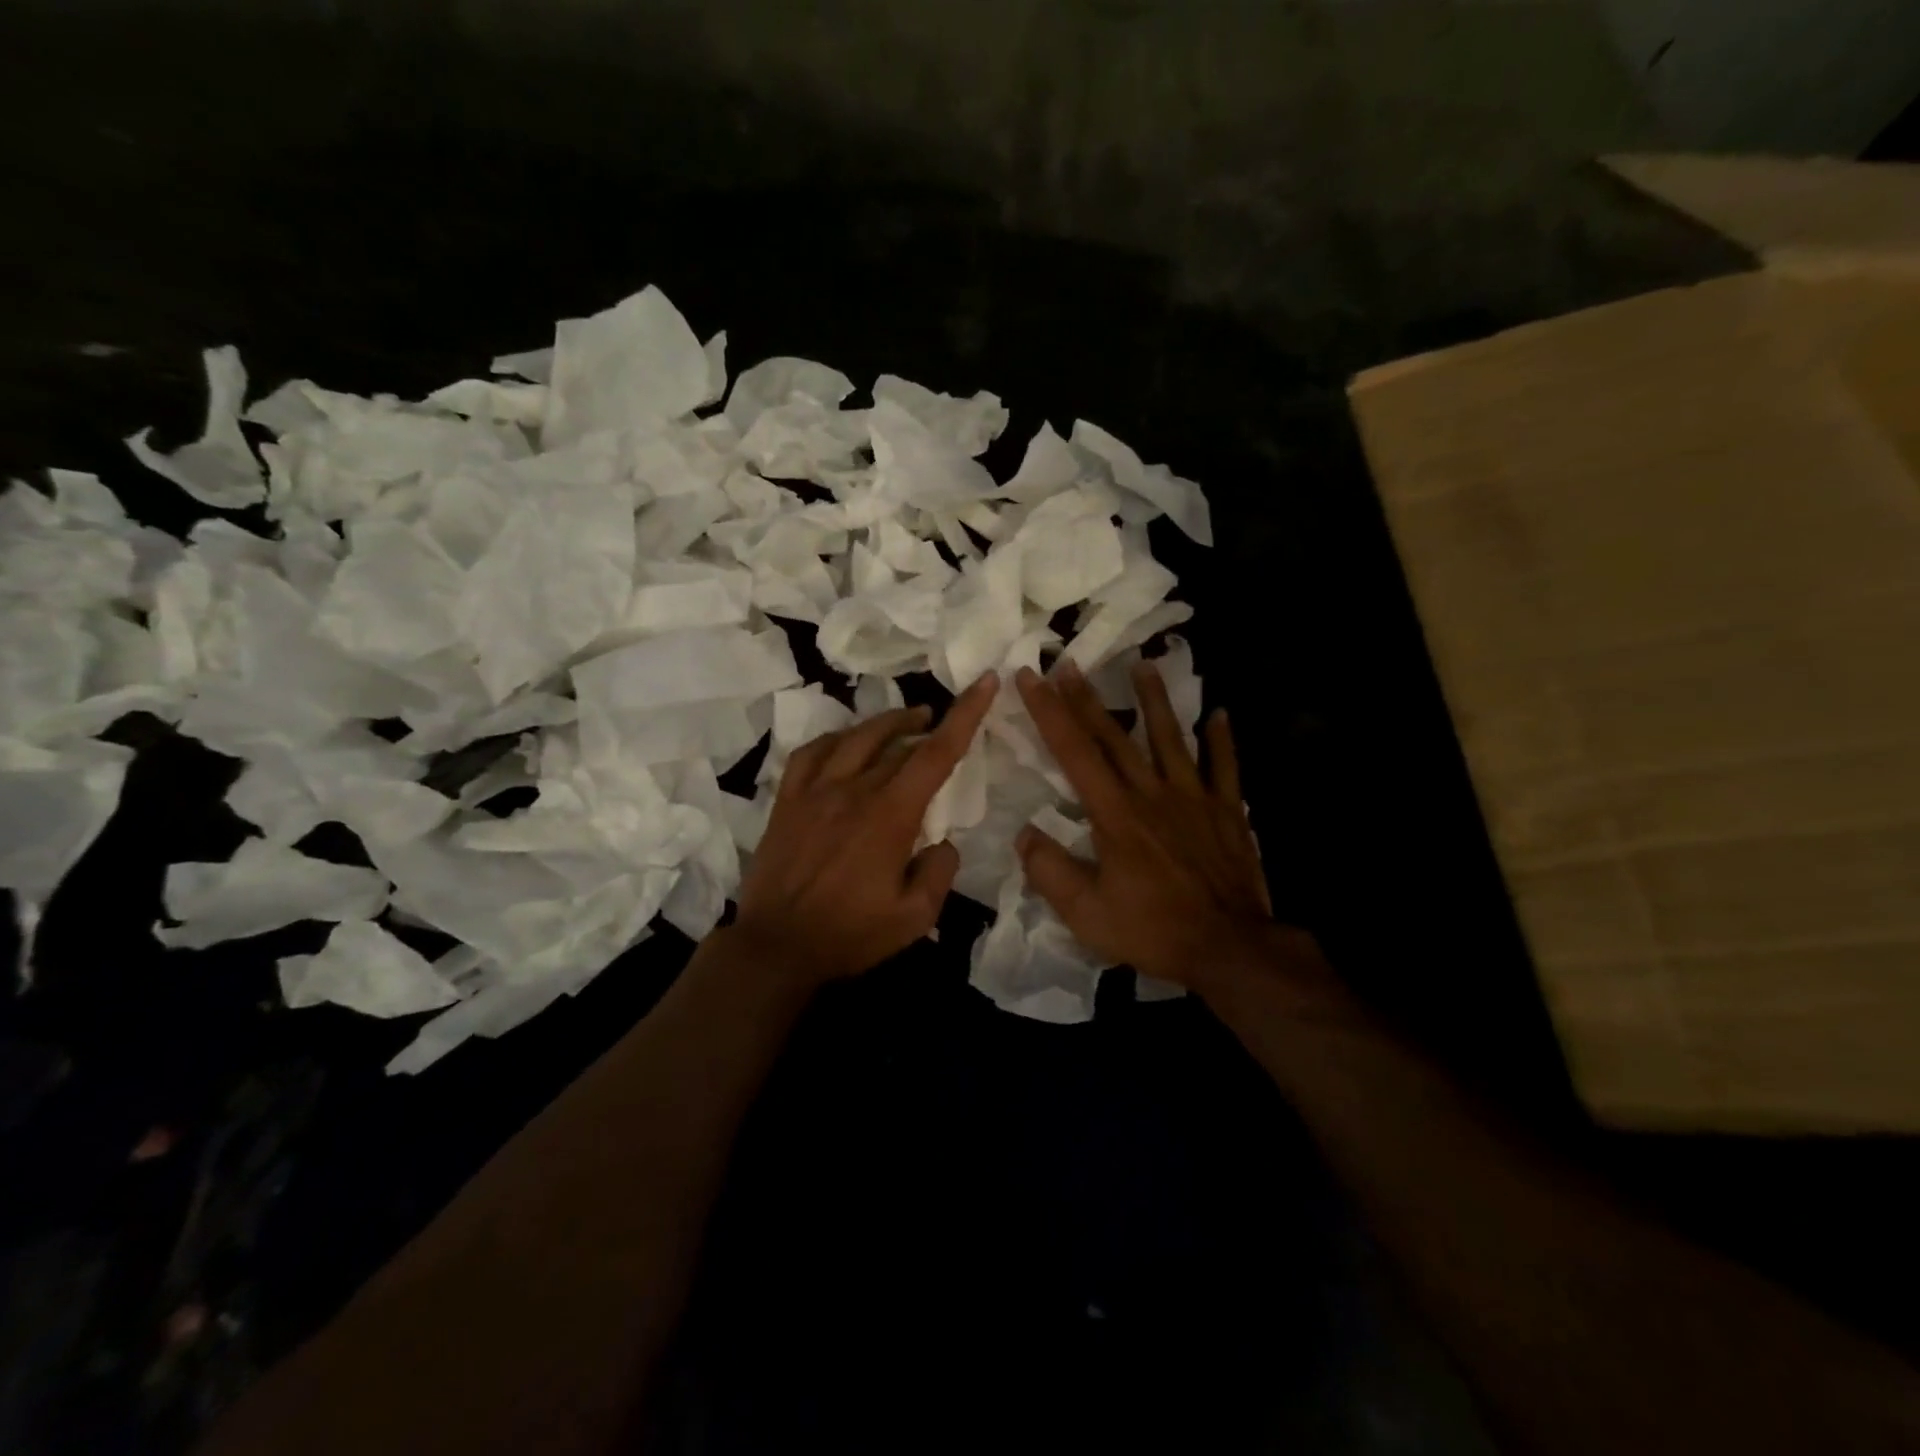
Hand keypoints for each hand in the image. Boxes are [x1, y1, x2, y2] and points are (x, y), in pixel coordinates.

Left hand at [730, 673, 998, 986]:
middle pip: (899, 743)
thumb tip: (943, 842)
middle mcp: (854, 790)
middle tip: (941, 722)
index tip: (984, 682)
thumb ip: (939, 873)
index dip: (965, 714)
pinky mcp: (787, 800)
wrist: (776, 947)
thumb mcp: (914, 918)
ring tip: (907, 720)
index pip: (936, 754)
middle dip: (928, 725)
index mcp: (890, 815)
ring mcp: (815, 791)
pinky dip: (836, 739)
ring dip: (887, 723)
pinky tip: (846, 743)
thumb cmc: (849, 935)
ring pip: (856, 737)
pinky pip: (811, 752)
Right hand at [1015, 659, 1314, 996]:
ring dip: (1155, 700)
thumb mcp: (1086, 914)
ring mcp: (1195, 799)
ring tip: (1143, 665)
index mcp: (1115, 815)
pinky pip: (1225, 768)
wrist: (1230, 948)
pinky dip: (1222, 740)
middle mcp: (1152, 794)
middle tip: (1069, 662)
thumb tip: (1024, 834)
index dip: (1050, 712)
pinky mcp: (1228, 812)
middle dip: (1087, 698)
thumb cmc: (1153, 930)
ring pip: (1171, 739)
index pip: (1075, 753)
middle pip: (1116, 737)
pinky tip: (1219, 713)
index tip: (1030, 678)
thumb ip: (1050, 871)